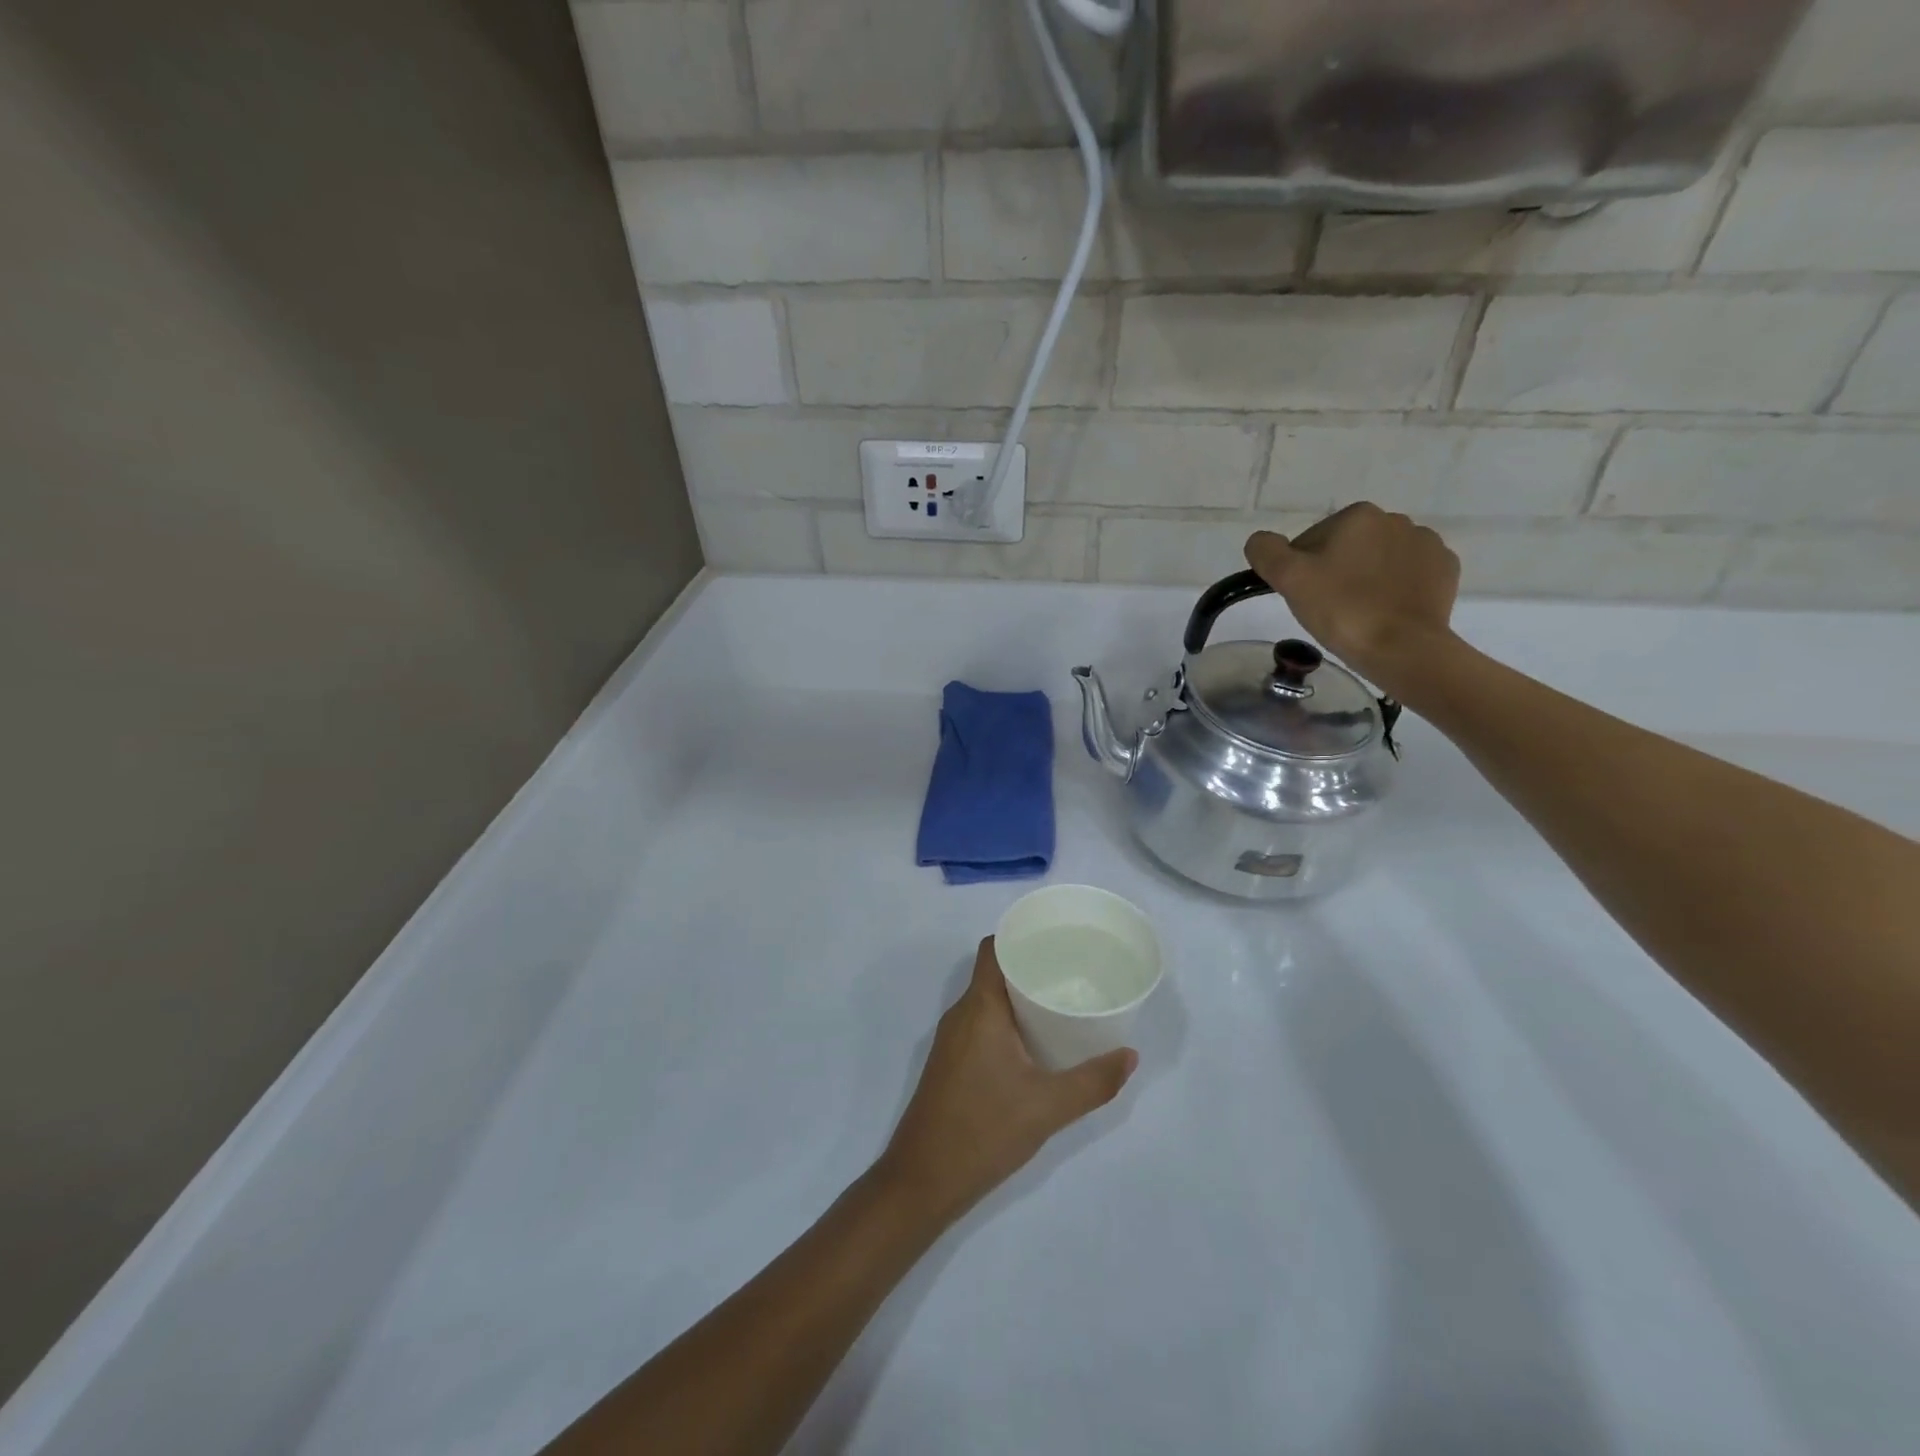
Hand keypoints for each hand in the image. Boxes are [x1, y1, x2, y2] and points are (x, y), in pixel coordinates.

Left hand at [874, 938, 1136, 1228]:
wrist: (923, 1180)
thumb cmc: (984, 1130)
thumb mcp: (1048, 1107)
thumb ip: (1093, 1082)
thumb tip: (1130, 1056)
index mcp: (979, 1008)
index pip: (993, 949)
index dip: (1020, 936)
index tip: (1056, 939)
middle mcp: (961, 1014)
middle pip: (994, 972)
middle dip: (1030, 967)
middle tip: (1072, 972)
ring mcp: (952, 1040)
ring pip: (987, 1000)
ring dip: (1019, 997)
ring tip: (1060, 1002)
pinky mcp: (951, 1063)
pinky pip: (981, 1024)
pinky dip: (1007, 1021)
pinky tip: (1035, 1043)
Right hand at [1245, 503, 1460, 691]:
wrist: (1403, 648)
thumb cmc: (1342, 610)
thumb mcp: (1289, 579)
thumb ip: (1266, 551)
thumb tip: (1260, 541)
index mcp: (1358, 515)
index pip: (1312, 540)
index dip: (1302, 569)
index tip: (1305, 597)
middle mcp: (1396, 520)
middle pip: (1348, 547)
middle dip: (1336, 571)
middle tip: (1328, 608)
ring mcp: (1427, 544)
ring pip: (1379, 560)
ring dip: (1366, 578)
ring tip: (1359, 612)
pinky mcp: (1446, 570)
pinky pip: (1409, 574)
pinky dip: (1396, 588)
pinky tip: (1386, 611)